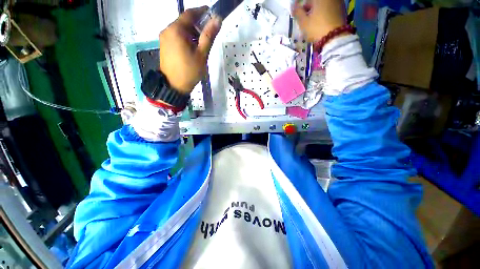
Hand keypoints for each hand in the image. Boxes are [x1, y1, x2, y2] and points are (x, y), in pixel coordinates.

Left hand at [159, 7, 221, 93]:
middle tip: (208, 34)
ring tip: (201, 45)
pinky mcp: (164, 45)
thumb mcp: (202, 55)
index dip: (201, 12)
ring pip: (180, 29)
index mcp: (176, 30)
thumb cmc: (189, 71)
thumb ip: (209, 36)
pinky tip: (192, 48)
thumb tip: (218, 19)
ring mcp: (164, 38)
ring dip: (192, 33)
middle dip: (197, 25)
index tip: (211, 14)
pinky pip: (176, 36)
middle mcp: (168, 30)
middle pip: (184, 21)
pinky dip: (186, 38)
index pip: (190, 14)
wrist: (174, 86)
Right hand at [293, 0, 346, 41]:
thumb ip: (297, 12)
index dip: (302, 9)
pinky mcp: (342, 10)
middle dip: (310, 10)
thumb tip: (293, 6)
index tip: (299, 16)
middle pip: (316, 2)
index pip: (307, 1)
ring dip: (317, 13)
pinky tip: (321, 24)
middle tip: (306, 21)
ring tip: (313, 24)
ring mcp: (338, 2)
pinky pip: (330, 10)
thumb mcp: (303, 22)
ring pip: (323, 6)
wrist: (335, 38)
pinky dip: (325, 15)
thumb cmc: (317, 28)